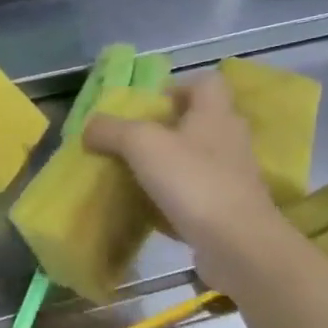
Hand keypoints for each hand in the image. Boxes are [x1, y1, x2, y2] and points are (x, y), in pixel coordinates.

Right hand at [84, 76, 290, 294]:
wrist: (237, 245)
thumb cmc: (193, 182)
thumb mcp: (141, 145)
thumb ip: (111, 130)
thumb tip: (90, 127)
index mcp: (215, 114)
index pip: (206, 83)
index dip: (177, 87)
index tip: (148, 106)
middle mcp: (230, 139)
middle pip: (200, 121)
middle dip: (167, 128)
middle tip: (133, 142)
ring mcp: (233, 176)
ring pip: (198, 158)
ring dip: (170, 164)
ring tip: (136, 175)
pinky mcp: (229, 208)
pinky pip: (198, 193)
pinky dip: (176, 197)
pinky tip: (151, 210)